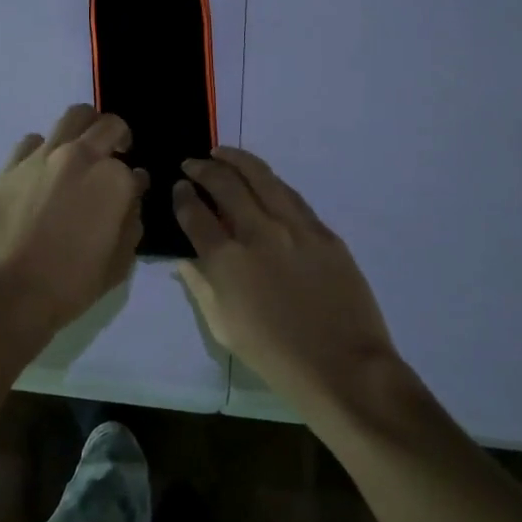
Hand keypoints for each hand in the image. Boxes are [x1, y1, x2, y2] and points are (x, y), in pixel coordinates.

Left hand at [0, 105, 147, 349]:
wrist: (5, 294)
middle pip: (107, 125)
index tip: (130, 194)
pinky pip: (33, 140)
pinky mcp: (10, 165)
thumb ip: (132, 221)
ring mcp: (42, 157)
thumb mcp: (118, 264)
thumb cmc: (69, 286)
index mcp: (113, 180)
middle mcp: (80, 157)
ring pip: (72, 117)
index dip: (134, 182)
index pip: (133, 169)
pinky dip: (45, 148)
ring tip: (80, 151)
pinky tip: (42, 171)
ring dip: (84, 128)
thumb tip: (133, 192)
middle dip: (116, 136)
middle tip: (114, 154)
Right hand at [173, 147, 421, 417]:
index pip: (195, 214)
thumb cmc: (275, 357)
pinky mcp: (323, 232)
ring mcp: (294, 228)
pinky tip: (262, 179)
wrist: (343, 368)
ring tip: (221, 153)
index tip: (179, 187)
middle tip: (192, 163)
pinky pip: (292, 195)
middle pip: (224, 185)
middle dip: (203, 169)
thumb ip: (201, 286)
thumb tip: (186, 260)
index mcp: (227, 261)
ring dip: (236, 160)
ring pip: (261, 177)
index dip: (183, 196)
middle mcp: (258, 233)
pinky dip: (270, 181)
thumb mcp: (223, 328)